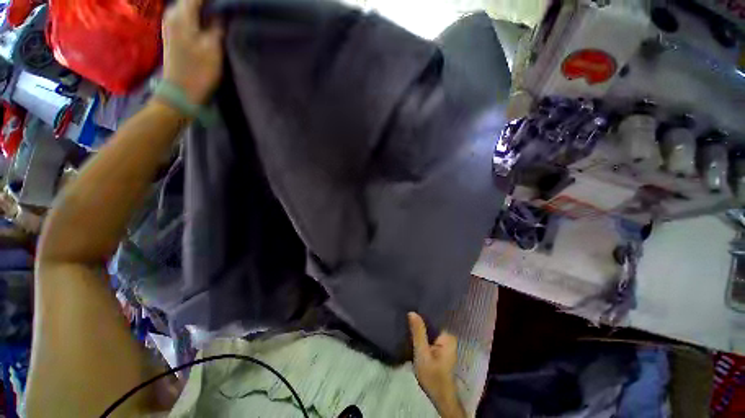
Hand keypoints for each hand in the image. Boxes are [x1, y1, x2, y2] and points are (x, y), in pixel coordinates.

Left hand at [162, 0, 223, 104]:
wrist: (181, 93)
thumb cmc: (198, 72)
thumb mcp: (213, 49)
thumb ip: (217, 28)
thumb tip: (220, 15)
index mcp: (181, 15)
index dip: (211, 0)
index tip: (226, 5)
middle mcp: (172, 15)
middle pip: (190, 0)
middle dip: (206, 3)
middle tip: (222, 10)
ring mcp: (170, 25)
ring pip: (187, 7)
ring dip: (201, 10)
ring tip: (217, 15)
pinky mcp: (171, 34)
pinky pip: (185, 16)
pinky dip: (197, 16)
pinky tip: (207, 23)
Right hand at [408, 312, 464, 417]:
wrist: (438, 397)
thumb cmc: (432, 376)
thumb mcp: (422, 354)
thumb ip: (418, 333)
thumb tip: (412, 312)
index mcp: (448, 336)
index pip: (434, 317)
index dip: (422, 311)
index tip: (412, 304)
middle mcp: (448, 337)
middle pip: (432, 322)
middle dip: (420, 319)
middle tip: (407, 312)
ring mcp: (444, 343)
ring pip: (430, 329)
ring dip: (420, 327)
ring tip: (408, 318)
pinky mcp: (439, 348)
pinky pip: (429, 335)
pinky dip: (422, 334)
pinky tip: (413, 330)